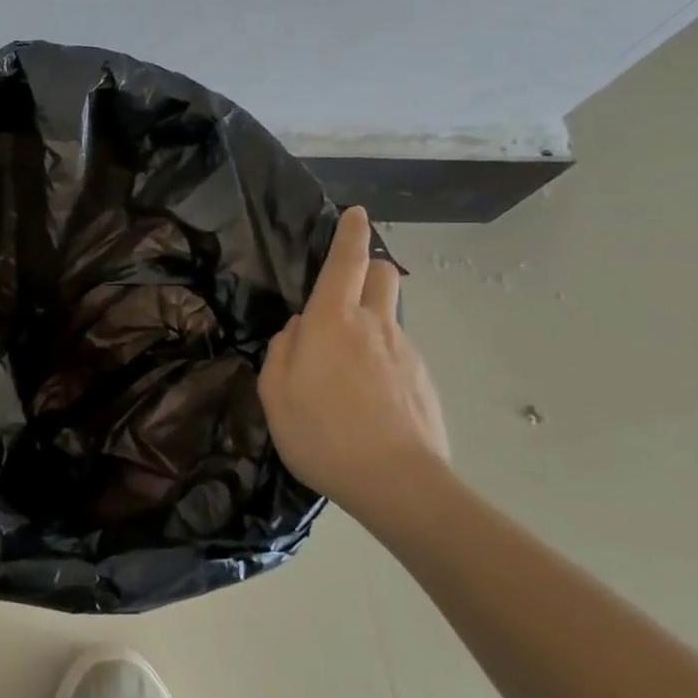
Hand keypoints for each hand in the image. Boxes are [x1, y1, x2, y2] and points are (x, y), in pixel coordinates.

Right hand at [258, 207, 450, 522]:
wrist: (397, 484)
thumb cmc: (320, 432)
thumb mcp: (274, 392)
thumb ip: (281, 351)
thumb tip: (298, 331)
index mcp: (332, 321)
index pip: (346, 261)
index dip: (349, 233)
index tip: (355, 213)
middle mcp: (374, 326)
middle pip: (383, 275)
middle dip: (368, 268)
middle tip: (343, 292)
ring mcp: (406, 353)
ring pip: (389, 317)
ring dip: (369, 323)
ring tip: (344, 370)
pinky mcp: (424, 381)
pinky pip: (397, 354)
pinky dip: (381, 360)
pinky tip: (366, 400)